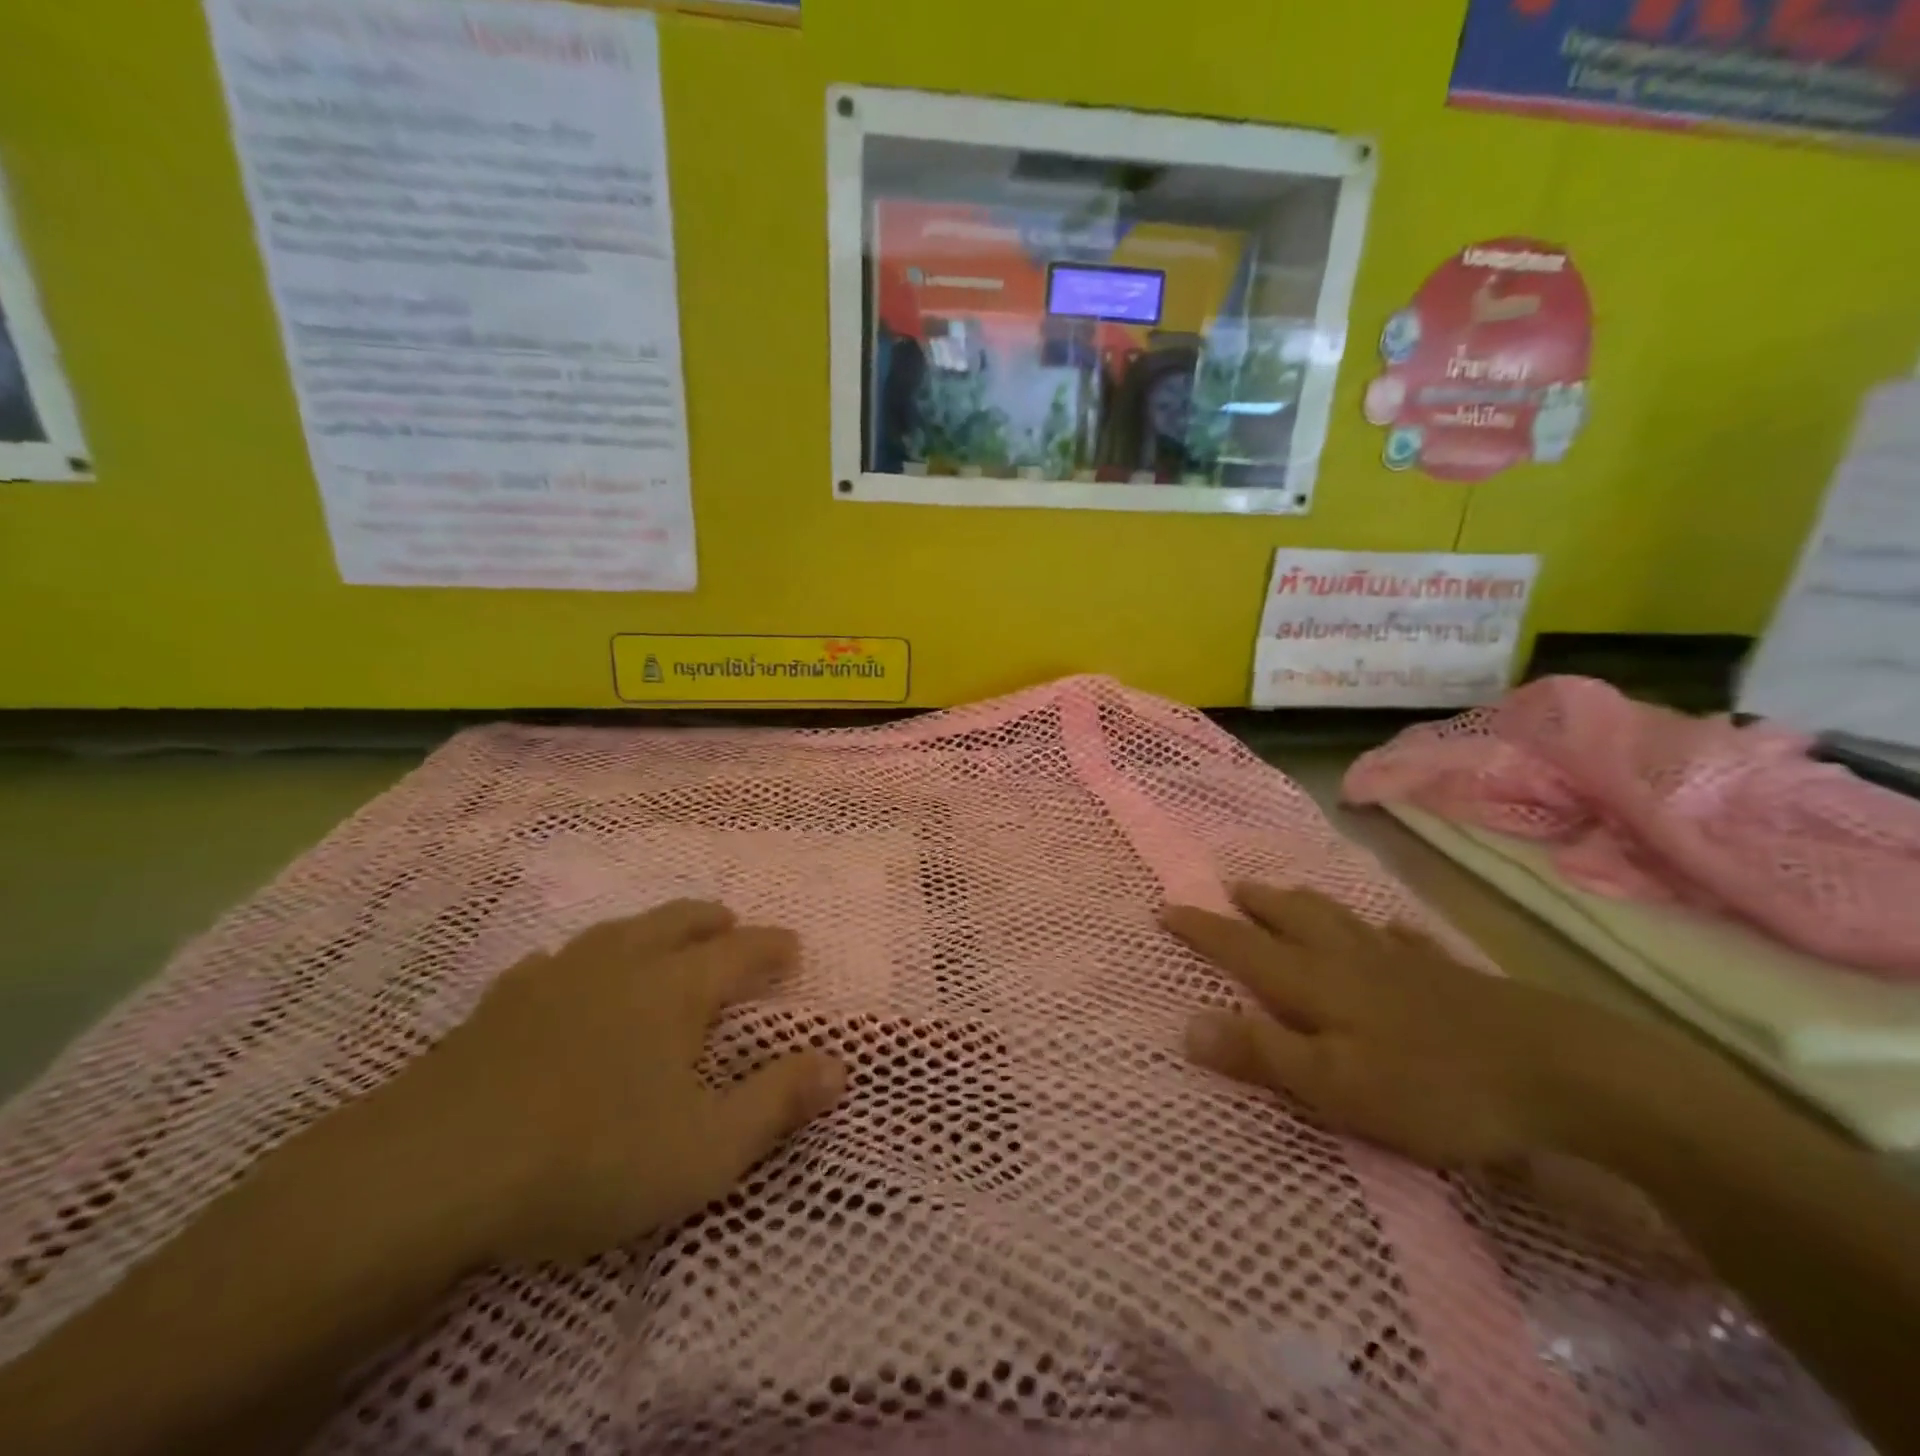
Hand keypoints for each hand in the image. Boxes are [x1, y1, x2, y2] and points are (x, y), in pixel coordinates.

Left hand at [392, 900, 844, 1263]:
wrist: (429, 1172)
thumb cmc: (589, 1158)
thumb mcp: (705, 1148)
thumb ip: (777, 1102)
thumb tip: (839, 1065)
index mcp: (676, 989)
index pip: (742, 951)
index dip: (773, 947)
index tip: (794, 946)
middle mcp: (622, 965)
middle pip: (678, 922)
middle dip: (713, 921)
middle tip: (731, 925)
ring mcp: (555, 978)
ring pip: (617, 931)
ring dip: (650, 929)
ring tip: (661, 940)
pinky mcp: (498, 1006)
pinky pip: (552, 963)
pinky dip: (578, 962)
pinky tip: (565, 977)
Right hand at [1163, 884, 1646, 1168]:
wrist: (1562, 1073)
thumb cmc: (1434, 1086)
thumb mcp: (1334, 1085)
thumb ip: (1261, 1054)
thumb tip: (1186, 1025)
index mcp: (1316, 983)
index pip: (1242, 947)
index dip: (1202, 928)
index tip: (1165, 906)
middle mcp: (1351, 960)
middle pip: (1293, 919)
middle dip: (1255, 904)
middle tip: (1231, 888)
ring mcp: (1404, 963)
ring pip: (1342, 920)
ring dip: (1306, 904)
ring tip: (1286, 894)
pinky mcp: (1452, 977)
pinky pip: (1406, 942)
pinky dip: (1387, 933)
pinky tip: (1392, 932)